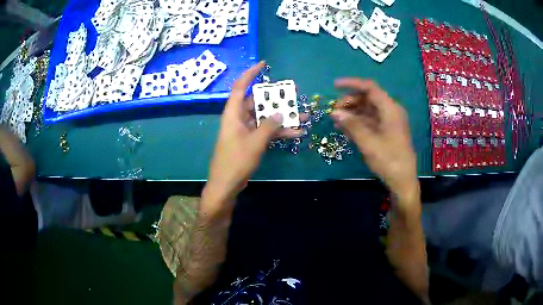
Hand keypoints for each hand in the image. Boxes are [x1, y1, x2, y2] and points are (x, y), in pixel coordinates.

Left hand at [205, 62, 305, 209]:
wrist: (226, 184)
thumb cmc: (236, 161)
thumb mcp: (255, 142)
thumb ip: (269, 126)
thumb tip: (280, 113)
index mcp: (233, 114)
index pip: (240, 87)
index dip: (250, 73)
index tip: (263, 64)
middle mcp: (239, 118)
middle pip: (258, 102)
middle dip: (276, 97)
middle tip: (294, 91)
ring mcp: (246, 130)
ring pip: (266, 118)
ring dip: (283, 117)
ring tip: (303, 115)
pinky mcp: (251, 141)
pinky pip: (266, 132)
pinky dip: (279, 132)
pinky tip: (297, 133)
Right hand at [330, 78, 417, 198]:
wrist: (403, 181)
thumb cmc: (388, 160)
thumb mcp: (368, 142)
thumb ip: (351, 125)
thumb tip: (334, 112)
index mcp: (390, 109)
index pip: (370, 88)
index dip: (352, 84)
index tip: (334, 86)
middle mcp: (391, 111)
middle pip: (368, 98)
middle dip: (350, 102)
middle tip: (334, 111)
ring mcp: (389, 122)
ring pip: (368, 110)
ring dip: (352, 114)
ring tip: (336, 122)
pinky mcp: (387, 132)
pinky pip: (370, 121)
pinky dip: (358, 123)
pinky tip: (346, 130)